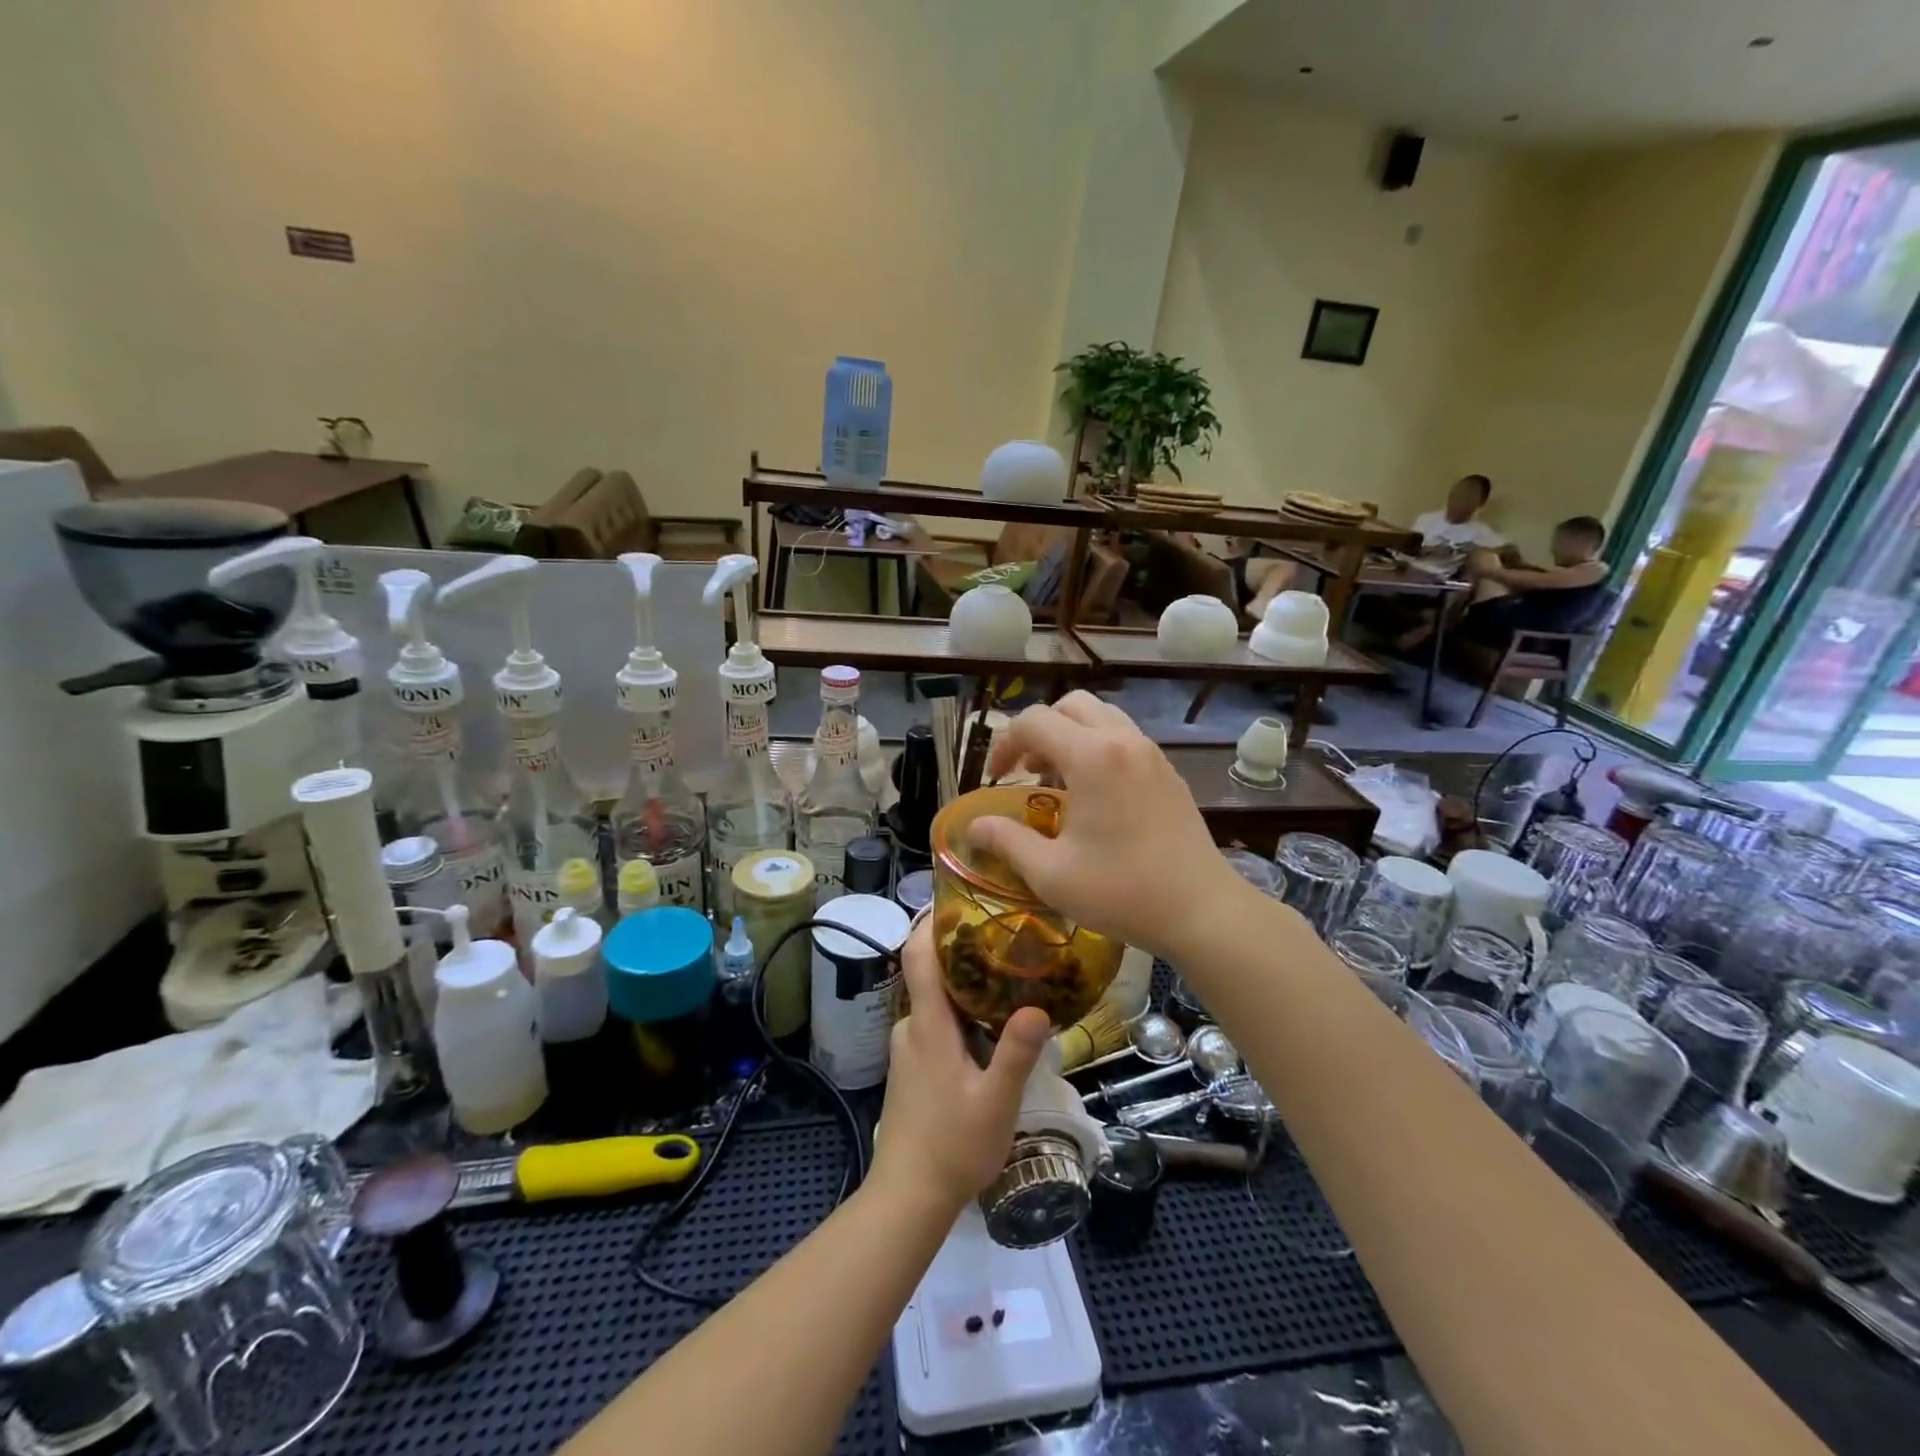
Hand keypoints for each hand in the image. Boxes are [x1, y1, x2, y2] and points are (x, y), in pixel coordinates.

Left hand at [872, 916, 1050, 1212]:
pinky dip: (958, 1012)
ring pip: (935, 1001)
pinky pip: (934, 1023)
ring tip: (1009, 979)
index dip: (932, 921)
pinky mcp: (911, 1067)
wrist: (908, 1197)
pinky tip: (990, 1026)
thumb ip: (1015, 1054)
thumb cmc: (952, 1146)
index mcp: (927, 1025)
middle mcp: (911, 1027)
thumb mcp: (996, 1102)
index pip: (916, 955)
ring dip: (965, 986)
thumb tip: (1038, 1005)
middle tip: (1007, 940)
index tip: (962, 899)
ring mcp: (908, 1048)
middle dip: (963, 951)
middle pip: (930, 972)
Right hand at [968, 692, 1250, 960]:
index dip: (1004, 744)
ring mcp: (1151, 754)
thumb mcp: (1051, 873)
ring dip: (1070, 735)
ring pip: (1101, 717)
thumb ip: (1007, 841)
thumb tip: (975, 826)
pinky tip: (1093, 795)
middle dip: (1038, 729)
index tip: (995, 779)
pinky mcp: (1168, 773)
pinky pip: (1124, 739)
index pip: (1034, 721)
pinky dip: (1098, 748)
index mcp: (1092, 756)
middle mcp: (1123, 741)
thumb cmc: (1122, 890)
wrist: (1202, 910)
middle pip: (1070, 705)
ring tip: (1056, 778)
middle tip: (1025, 770)